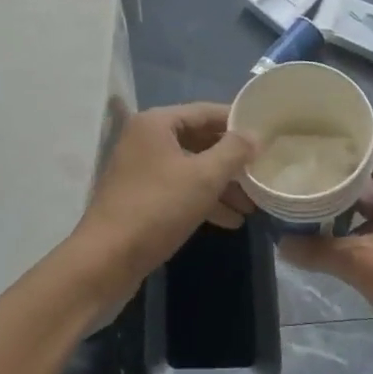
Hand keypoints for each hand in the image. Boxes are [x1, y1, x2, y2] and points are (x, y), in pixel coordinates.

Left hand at [72, 103, 256, 297]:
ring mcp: (141, 169)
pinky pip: (180, 188)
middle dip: (232, 159)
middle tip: (263, 171)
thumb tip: (256, 134)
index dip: (237, 122)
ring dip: (221, 184)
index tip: (267, 133)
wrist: (105, 262)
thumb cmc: (156, 209)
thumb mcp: (203, 178)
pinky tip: (230, 220)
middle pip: (199, 139)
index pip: (206, 111)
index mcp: (157, 123)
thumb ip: (233, 152)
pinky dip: (203, 199)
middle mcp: (146, 139)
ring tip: (252, 203)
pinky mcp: (141, 197)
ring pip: (191, 167)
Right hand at [280, 139, 372, 355]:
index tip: (308, 140)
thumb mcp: (362, 266)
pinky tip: (336, 237)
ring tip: (312, 204)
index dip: (341, 136)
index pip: (370, 142)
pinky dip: (360, 221)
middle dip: (337, 173)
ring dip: (348, 201)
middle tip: (304, 175)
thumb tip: (281, 243)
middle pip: (369, 168)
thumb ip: (319, 252)